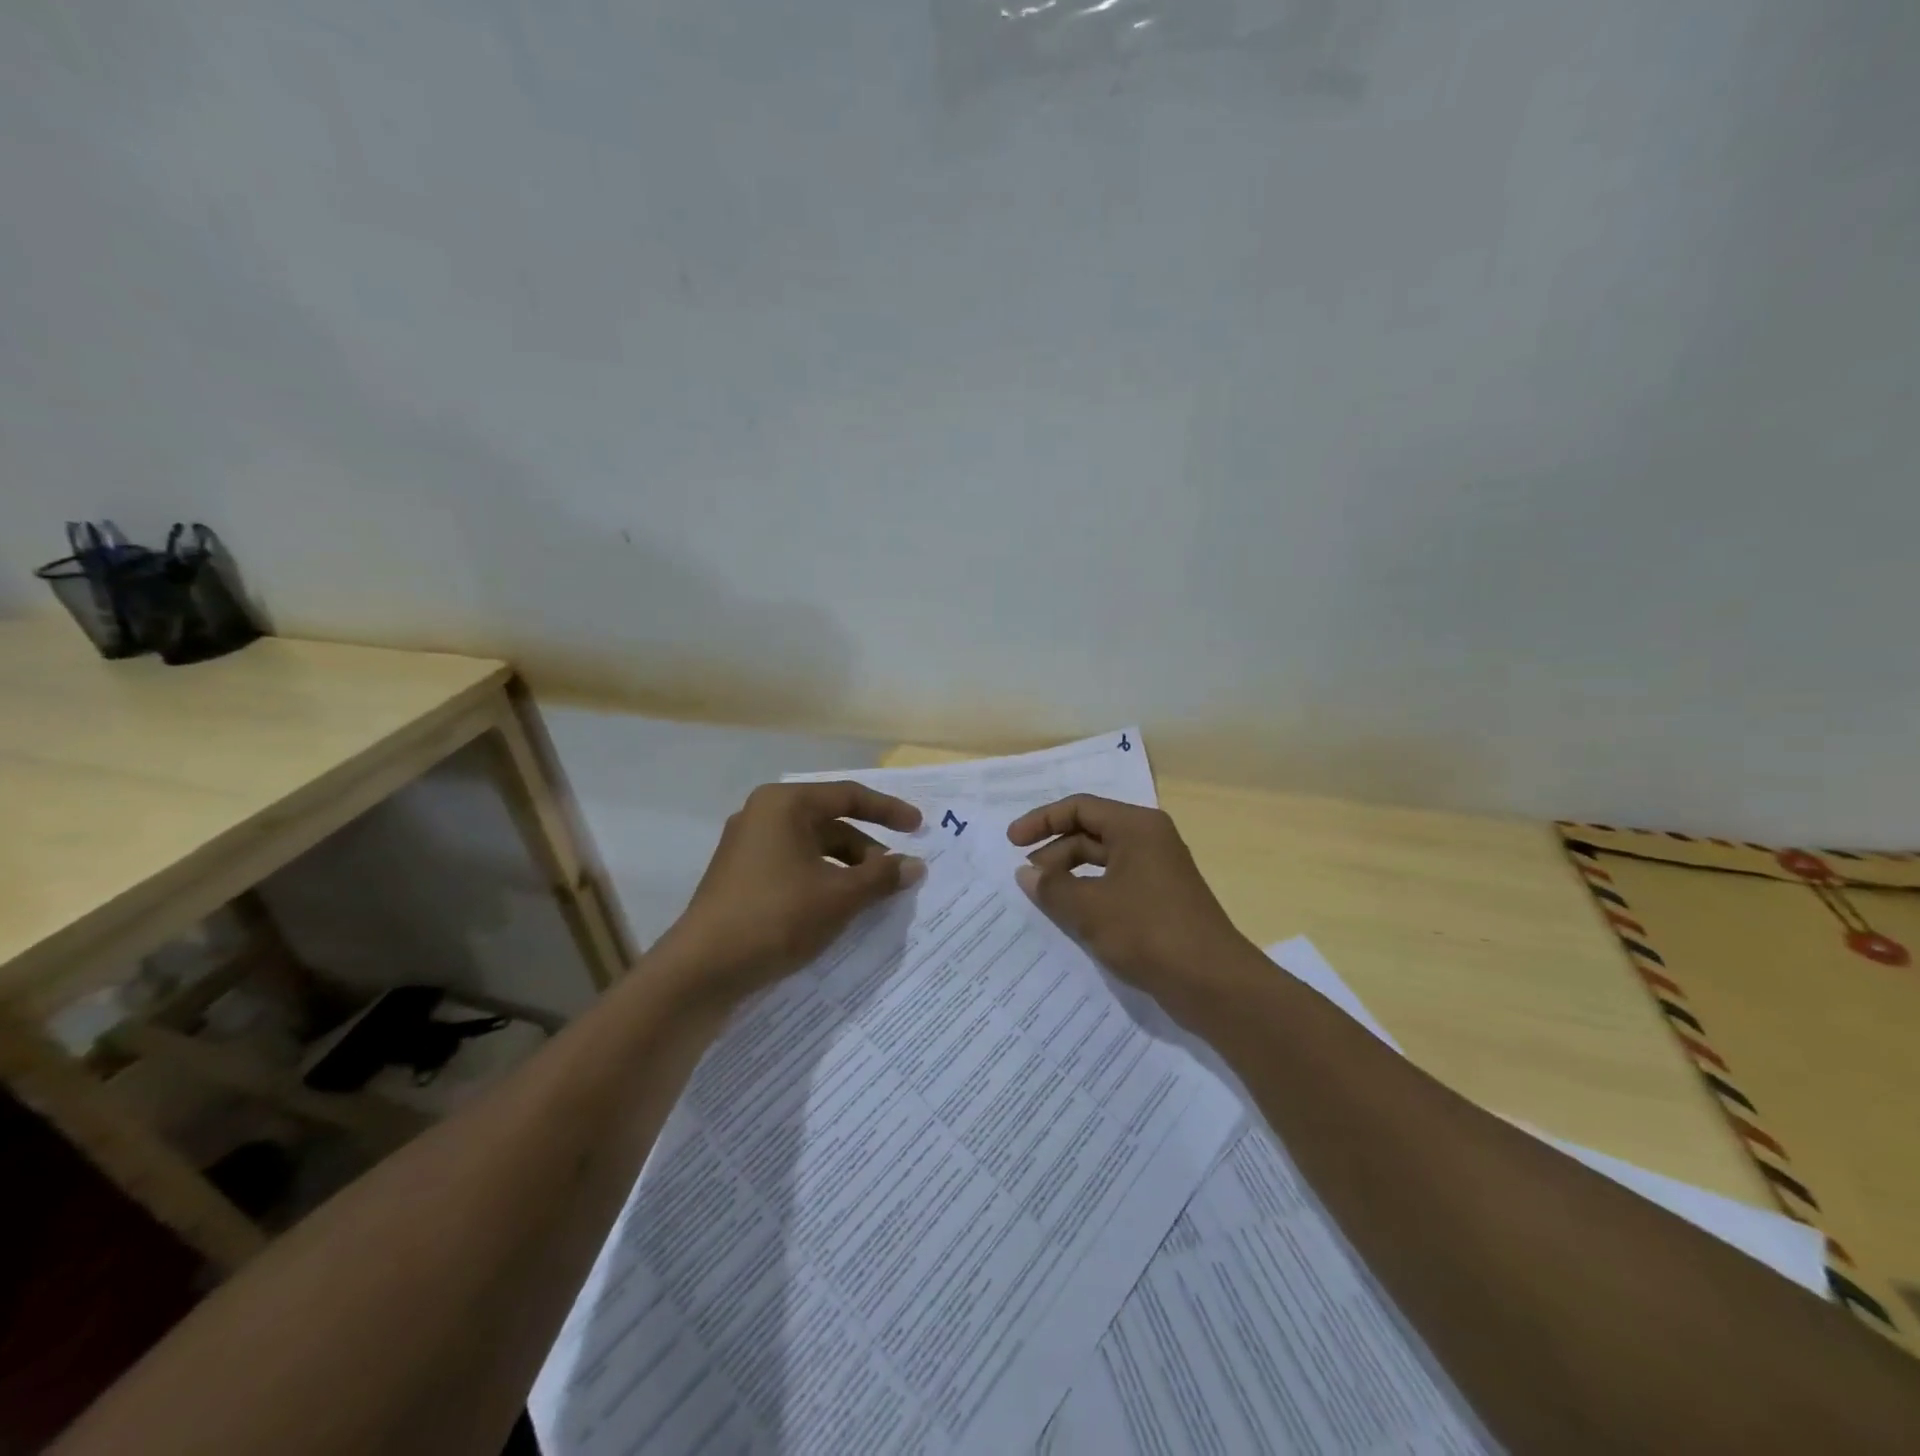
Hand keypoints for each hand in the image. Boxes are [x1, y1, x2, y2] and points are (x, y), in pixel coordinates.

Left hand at [656, 782, 923, 1010]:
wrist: (702, 970)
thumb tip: (915, 865)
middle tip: (895, 877)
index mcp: (785, 805)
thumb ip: (881, 877)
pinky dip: (822, 882)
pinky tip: (838, 910)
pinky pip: (794, 868)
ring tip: (871, 899)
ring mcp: (747, 847)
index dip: (888, 811)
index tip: (919, 828)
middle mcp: (763, 816)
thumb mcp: (839, 897)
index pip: (848, 796)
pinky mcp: (741, 877)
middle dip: (867, 849)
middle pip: (830, 823)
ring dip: (847, 870)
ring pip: (813, 849)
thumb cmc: (776, 917)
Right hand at [1008, 795, 1251, 1020]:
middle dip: (1055, 852)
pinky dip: (1090, 894)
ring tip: (1045, 899)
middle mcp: (1149, 840)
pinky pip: (1115, 885)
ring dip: (1070, 875)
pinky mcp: (1161, 901)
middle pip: (1091, 832)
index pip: (1080, 808)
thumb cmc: (1148, 932)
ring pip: (1103, 861)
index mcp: (1136, 827)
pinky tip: (1073, 917)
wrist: (1213, 983)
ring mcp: (1158, 871)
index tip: (1012, 843)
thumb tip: (1025, 874)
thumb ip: (1052, 887)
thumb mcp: (1089, 908)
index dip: (1042, 821)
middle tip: (1027, 879)